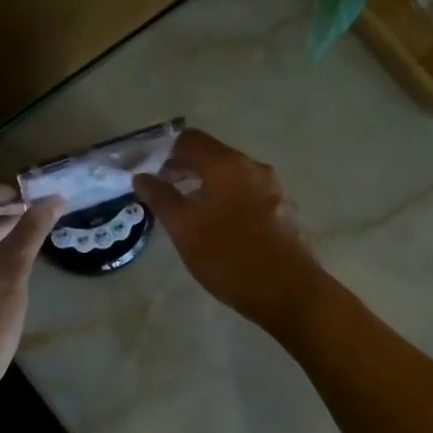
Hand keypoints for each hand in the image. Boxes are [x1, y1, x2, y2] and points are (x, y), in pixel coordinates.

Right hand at [135, 129, 323, 328]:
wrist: (291, 292)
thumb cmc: (229, 256)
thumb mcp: (185, 229)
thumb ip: (161, 198)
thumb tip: (142, 177)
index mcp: (228, 165)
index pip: (190, 140)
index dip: (164, 149)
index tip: (146, 167)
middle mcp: (255, 168)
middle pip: (213, 156)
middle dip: (184, 168)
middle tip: (161, 190)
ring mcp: (275, 190)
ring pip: (232, 177)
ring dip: (206, 186)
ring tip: (186, 210)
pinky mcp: (286, 212)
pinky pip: (248, 195)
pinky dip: (227, 200)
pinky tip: (219, 227)